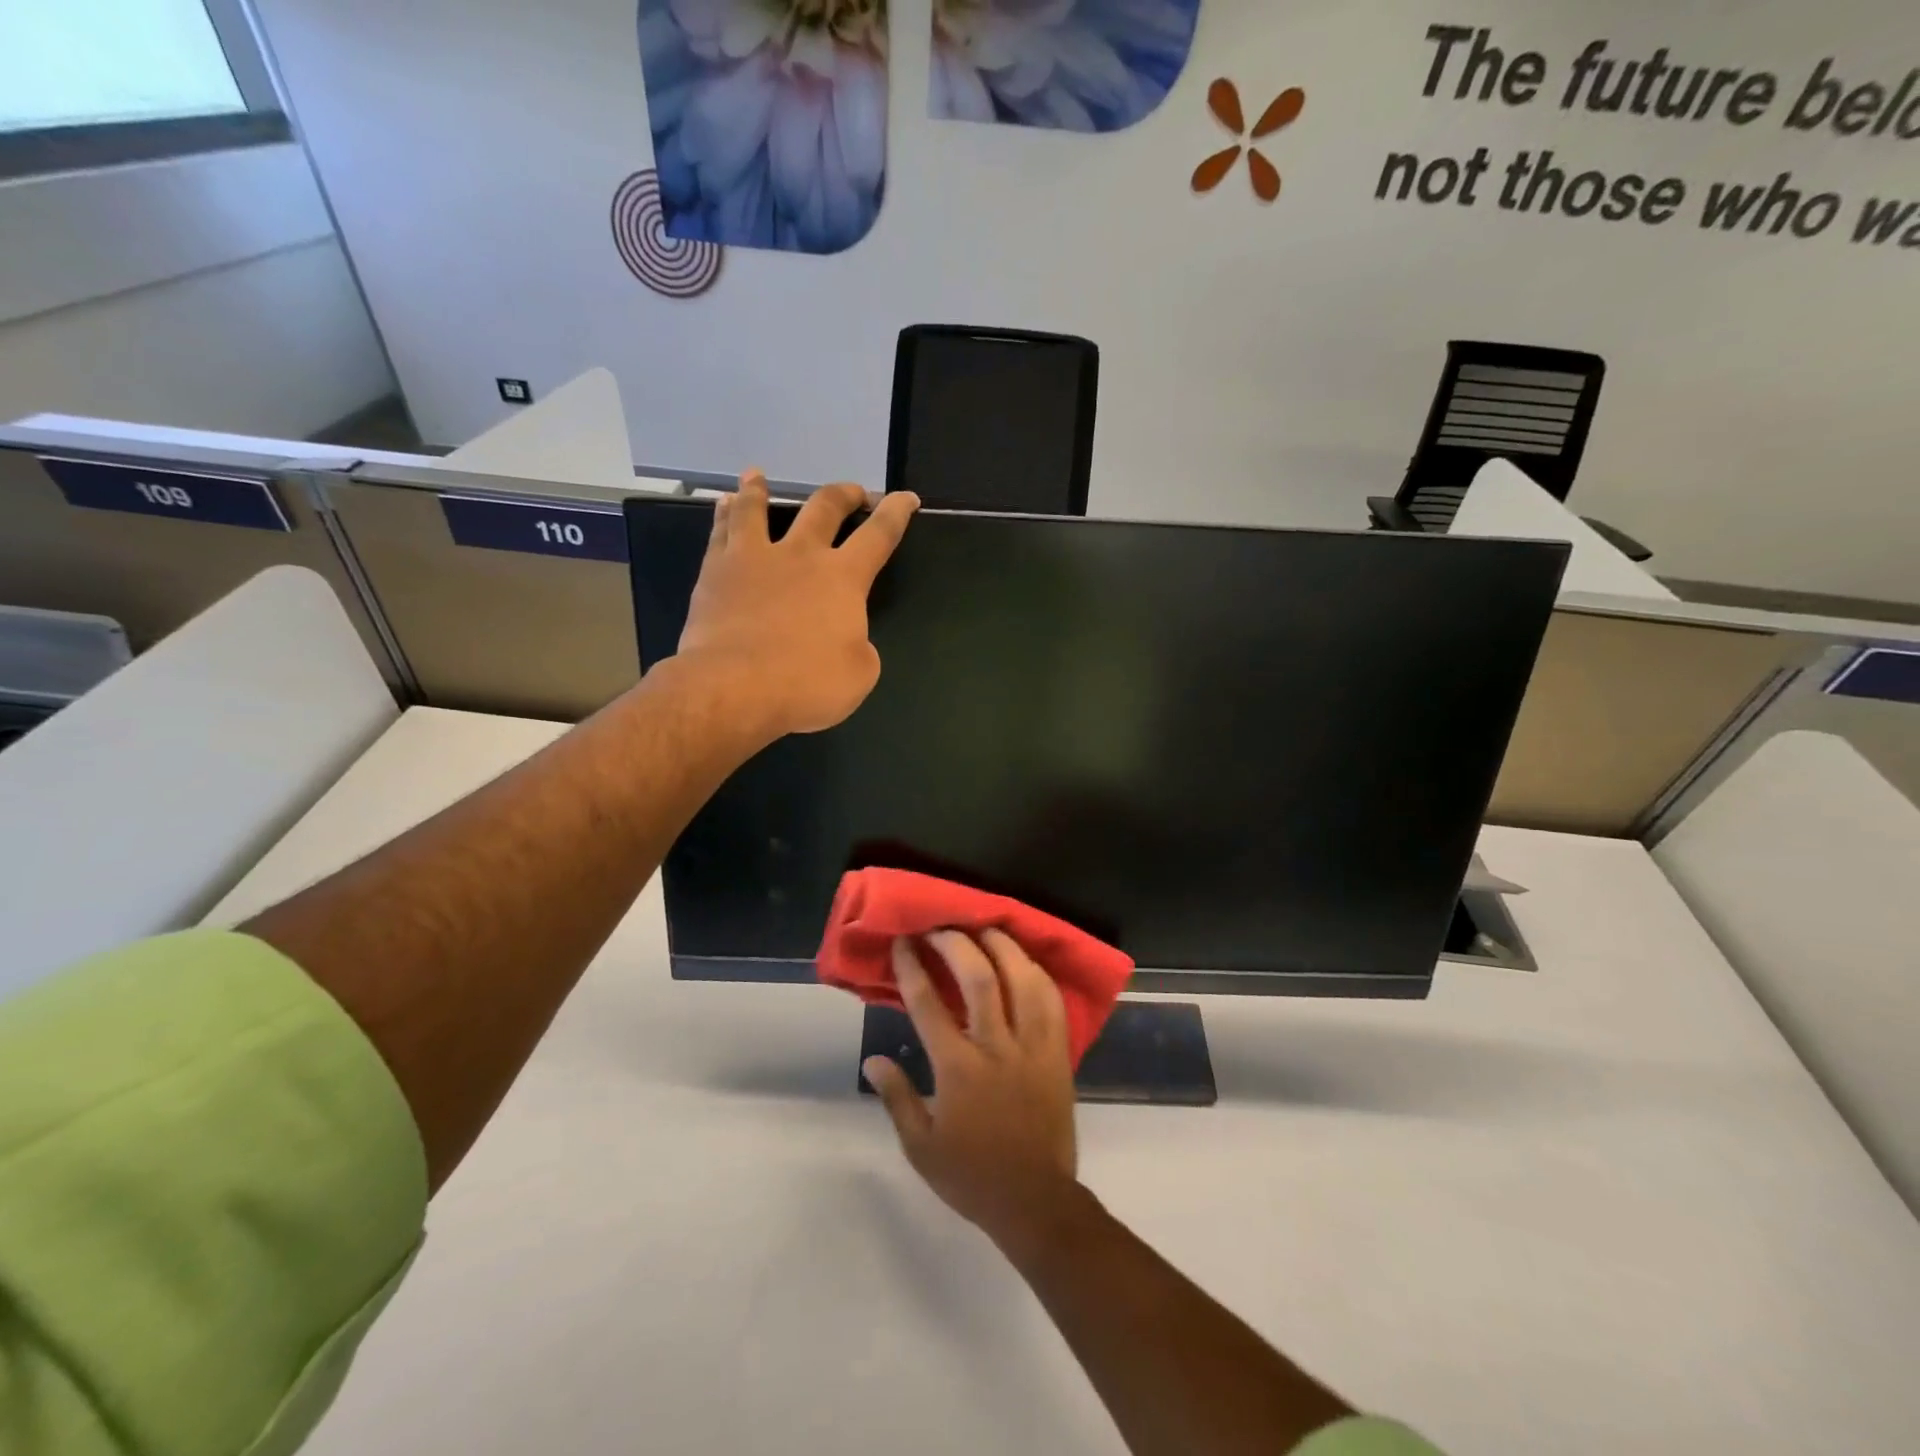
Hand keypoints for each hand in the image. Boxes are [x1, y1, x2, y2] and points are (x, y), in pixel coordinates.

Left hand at [676, 470, 916, 738]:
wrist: (733, 687)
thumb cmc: (806, 684)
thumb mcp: (858, 674)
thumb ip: (859, 647)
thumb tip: (846, 638)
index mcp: (843, 578)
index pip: (879, 535)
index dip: (896, 513)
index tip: (905, 497)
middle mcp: (800, 555)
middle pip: (824, 508)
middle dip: (843, 495)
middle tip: (852, 492)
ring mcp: (754, 559)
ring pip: (757, 509)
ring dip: (761, 490)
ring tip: (758, 476)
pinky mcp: (715, 572)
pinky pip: (720, 532)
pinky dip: (723, 514)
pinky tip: (721, 504)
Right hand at [865, 930, 1083, 1261]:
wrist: (1035, 1202)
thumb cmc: (972, 1176)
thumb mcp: (920, 1147)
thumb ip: (897, 1097)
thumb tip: (872, 1060)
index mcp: (958, 1069)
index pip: (929, 1004)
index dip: (913, 967)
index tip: (905, 941)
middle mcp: (997, 1048)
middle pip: (979, 978)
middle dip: (957, 944)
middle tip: (942, 927)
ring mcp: (1033, 1047)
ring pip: (1023, 980)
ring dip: (1003, 947)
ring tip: (986, 928)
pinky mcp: (1059, 1053)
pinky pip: (1052, 1002)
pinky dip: (1037, 974)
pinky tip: (1024, 961)